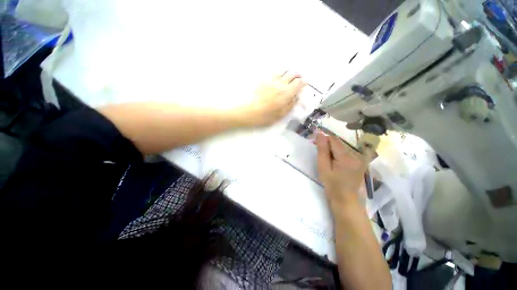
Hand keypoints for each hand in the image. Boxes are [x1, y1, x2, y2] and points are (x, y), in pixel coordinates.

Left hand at [239, 71, 305, 126]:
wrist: (249, 112)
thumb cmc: (266, 116)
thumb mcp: (281, 114)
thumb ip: (291, 105)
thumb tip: (296, 97)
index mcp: (287, 93)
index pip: (298, 83)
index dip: (303, 82)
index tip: (305, 83)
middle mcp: (281, 84)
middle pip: (292, 74)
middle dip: (297, 75)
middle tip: (298, 78)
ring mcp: (271, 81)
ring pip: (283, 71)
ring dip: (288, 72)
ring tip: (289, 75)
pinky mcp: (263, 81)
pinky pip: (273, 73)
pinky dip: (278, 73)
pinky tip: (278, 76)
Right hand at [316, 133, 371, 209]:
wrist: (346, 201)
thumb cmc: (332, 186)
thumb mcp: (323, 168)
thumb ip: (322, 150)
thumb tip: (320, 134)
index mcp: (346, 157)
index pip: (334, 140)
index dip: (324, 140)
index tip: (316, 145)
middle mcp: (356, 155)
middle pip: (339, 143)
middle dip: (328, 146)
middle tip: (320, 156)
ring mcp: (359, 159)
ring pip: (342, 148)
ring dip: (333, 151)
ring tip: (327, 162)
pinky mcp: (359, 163)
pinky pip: (346, 153)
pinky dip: (338, 155)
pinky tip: (335, 164)